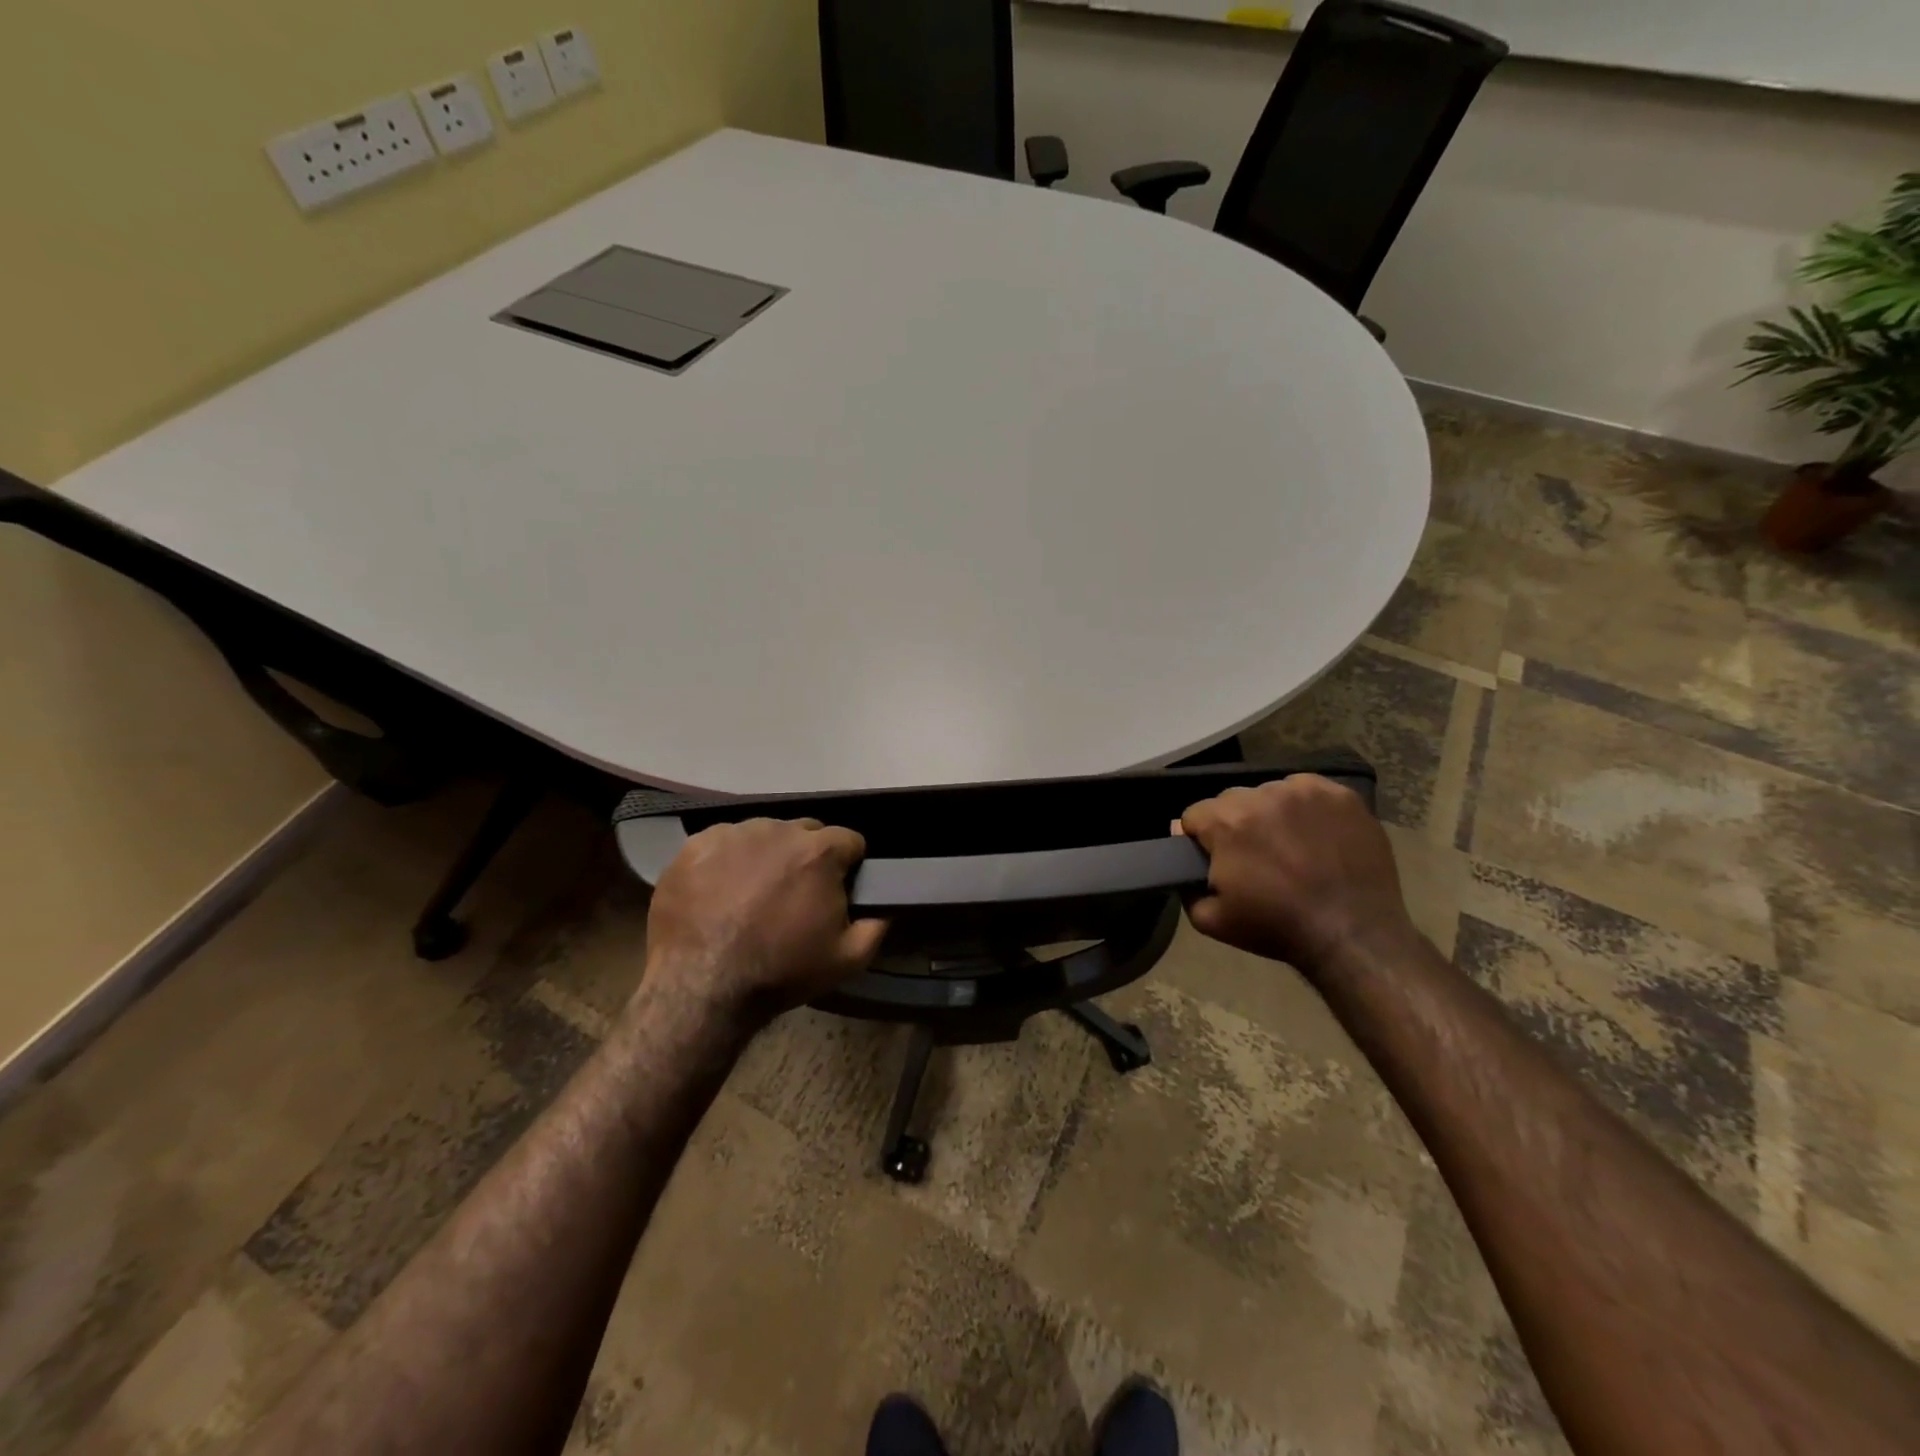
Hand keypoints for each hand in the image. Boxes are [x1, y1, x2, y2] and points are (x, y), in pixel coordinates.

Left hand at [644, 818, 888, 1027]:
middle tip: (793, 895)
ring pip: (763, 834)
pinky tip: (719, 892)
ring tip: (752, 894)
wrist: (701, 987)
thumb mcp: (848, 959)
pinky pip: (723, 842)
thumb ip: (876, 925)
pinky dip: (727, 860)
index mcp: (819, 851)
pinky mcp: (695, 845)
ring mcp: (733, 834)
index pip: (849, 841)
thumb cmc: (780, 971)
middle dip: (807, 857)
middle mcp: (778, 830)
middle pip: (805, 832)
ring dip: (767, 856)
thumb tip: (883, 906)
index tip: (836, 890)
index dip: (847, 866)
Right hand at [1180, 775, 1418, 977]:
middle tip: (1254, 857)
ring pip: (1270, 793)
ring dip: (1270, 814)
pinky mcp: (1341, 795)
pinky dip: (1305, 808)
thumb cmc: (1276, 928)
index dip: (1200, 839)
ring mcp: (1305, 791)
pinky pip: (1308, 790)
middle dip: (1235, 824)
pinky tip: (1315, 835)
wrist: (1353, 935)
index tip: (1215, 860)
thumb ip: (1184, 883)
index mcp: (1227, 821)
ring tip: (1289, 846)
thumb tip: (1182, 848)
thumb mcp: (1209, 920)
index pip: (1194, 815)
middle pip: (1231, 801)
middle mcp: (1262, 795)